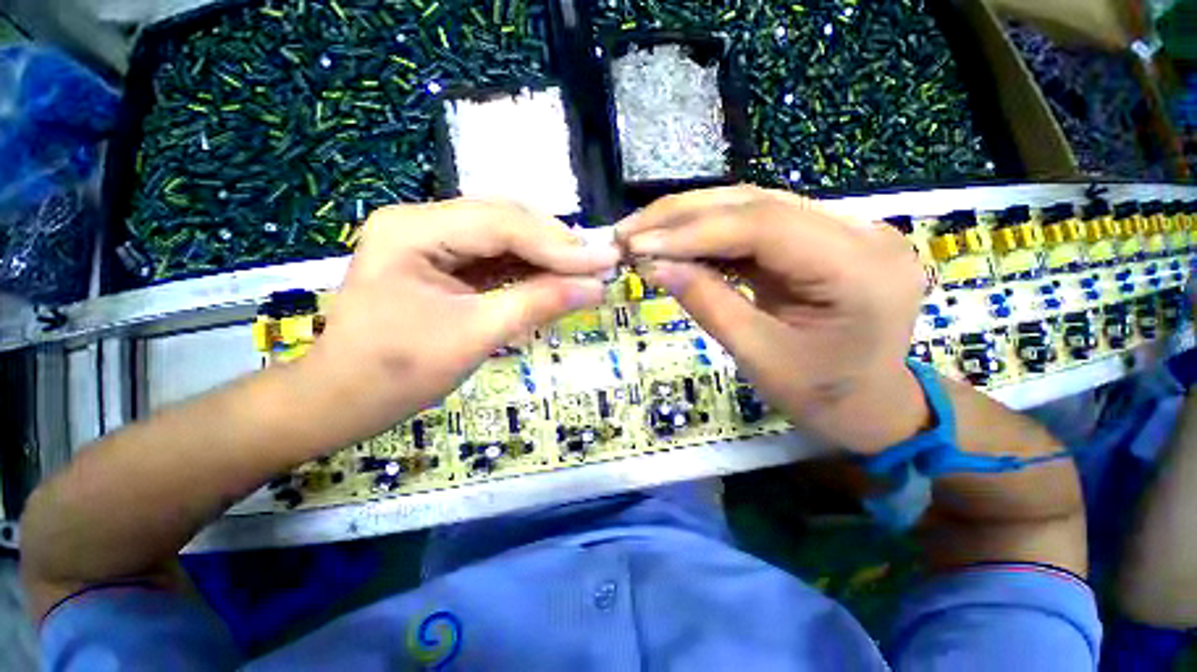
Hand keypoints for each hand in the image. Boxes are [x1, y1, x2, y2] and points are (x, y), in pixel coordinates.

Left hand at [298, 199, 618, 444]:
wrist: (341, 399)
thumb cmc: (396, 374)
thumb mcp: (474, 337)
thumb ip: (537, 304)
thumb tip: (596, 288)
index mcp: (414, 230)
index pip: (502, 225)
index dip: (560, 246)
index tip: (606, 261)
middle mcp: (422, 222)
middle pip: (506, 221)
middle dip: (557, 246)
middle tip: (600, 266)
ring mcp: (432, 240)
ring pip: (506, 237)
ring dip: (548, 257)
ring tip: (586, 273)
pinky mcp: (444, 261)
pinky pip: (497, 257)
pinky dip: (530, 270)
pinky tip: (555, 280)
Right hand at [617, 186, 928, 452]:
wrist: (870, 405)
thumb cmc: (821, 395)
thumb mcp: (758, 355)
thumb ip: (707, 302)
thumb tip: (654, 265)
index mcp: (859, 268)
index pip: (763, 225)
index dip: (692, 231)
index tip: (637, 243)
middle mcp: (860, 231)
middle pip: (756, 204)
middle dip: (682, 216)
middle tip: (629, 230)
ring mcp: (843, 229)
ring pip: (752, 207)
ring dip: (690, 219)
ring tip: (643, 232)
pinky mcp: (820, 237)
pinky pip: (756, 225)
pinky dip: (709, 233)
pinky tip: (675, 242)